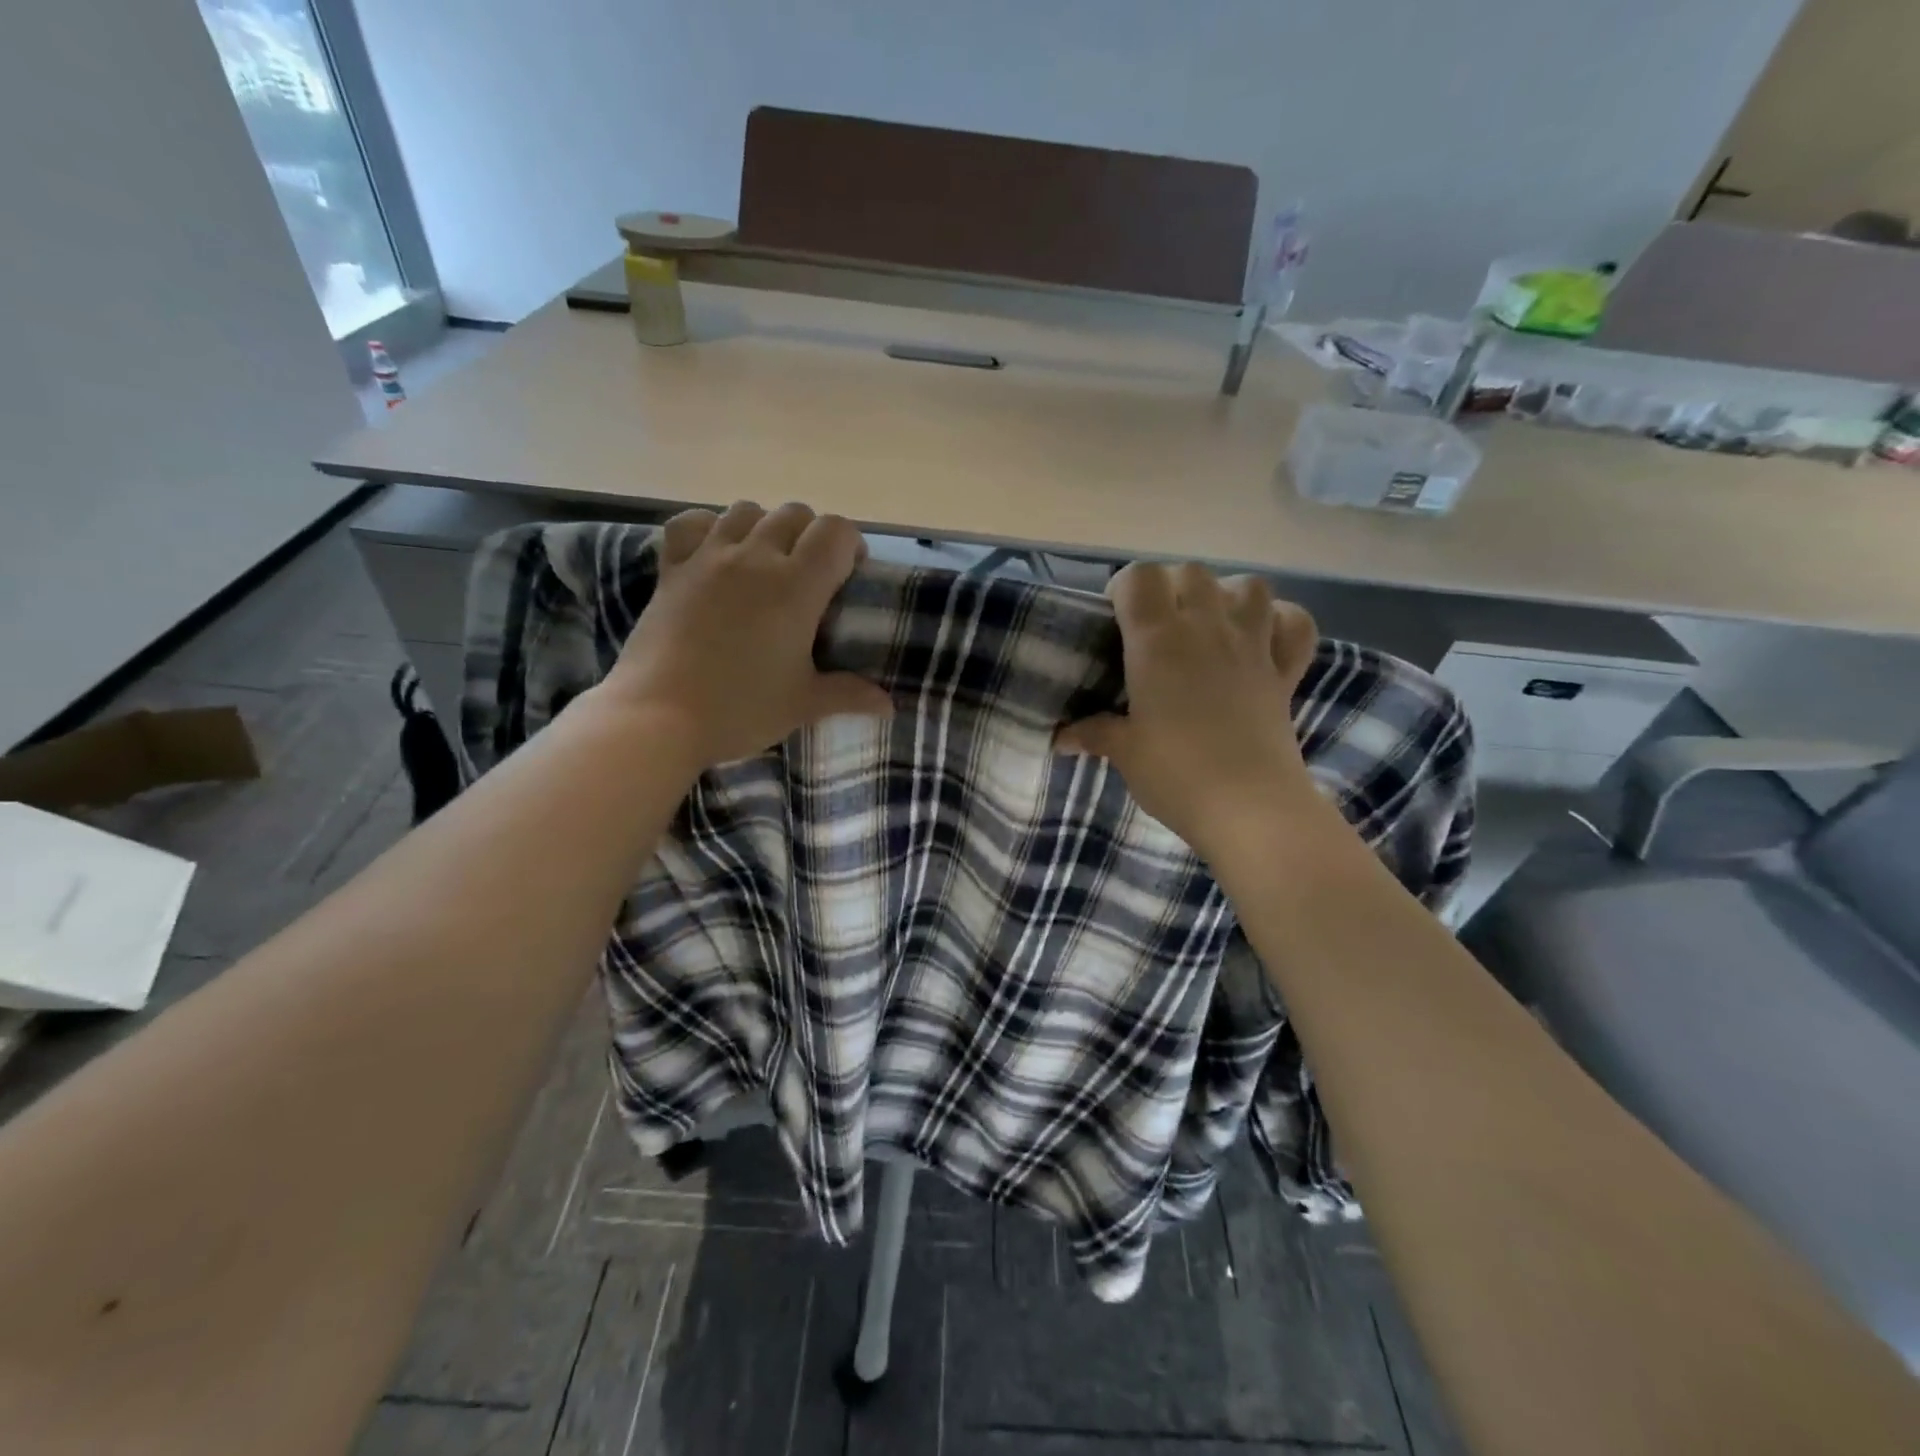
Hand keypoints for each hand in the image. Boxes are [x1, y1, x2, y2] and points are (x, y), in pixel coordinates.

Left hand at [595, 502, 892, 770]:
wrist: (657, 717)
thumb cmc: (740, 709)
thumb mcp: (802, 704)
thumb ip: (849, 695)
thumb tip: (889, 706)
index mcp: (796, 586)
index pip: (836, 531)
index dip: (850, 545)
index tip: (849, 575)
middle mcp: (755, 558)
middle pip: (794, 513)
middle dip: (811, 535)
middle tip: (811, 576)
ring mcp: (709, 558)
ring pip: (746, 510)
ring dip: (765, 527)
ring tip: (765, 563)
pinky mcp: (672, 569)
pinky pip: (692, 523)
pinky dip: (709, 527)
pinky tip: (715, 552)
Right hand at [1056, 563, 1319, 862]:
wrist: (1249, 808)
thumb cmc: (1176, 774)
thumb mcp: (1124, 752)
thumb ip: (1093, 733)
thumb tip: (1060, 738)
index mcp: (1158, 640)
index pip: (1139, 577)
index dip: (1124, 589)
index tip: (1116, 619)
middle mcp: (1207, 627)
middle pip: (1190, 572)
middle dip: (1170, 588)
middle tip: (1156, 628)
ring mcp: (1253, 645)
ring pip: (1248, 586)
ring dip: (1226, 595)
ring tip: (1209, 625)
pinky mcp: (1285, 671)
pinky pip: (1294, 623)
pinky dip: (1280, 622)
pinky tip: (1262, 639)